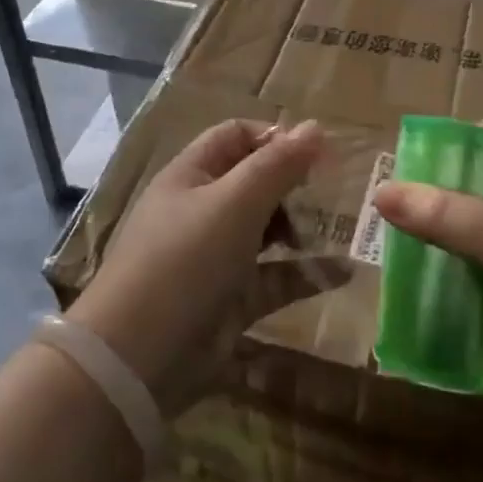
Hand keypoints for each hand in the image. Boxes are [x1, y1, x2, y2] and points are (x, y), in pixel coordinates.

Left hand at [68, 118, 342, 414]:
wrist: (139, 356)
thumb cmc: (185, 259)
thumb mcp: (234, 203)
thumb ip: (277, 165)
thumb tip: (315, 126)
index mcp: (192, 175)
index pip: (235, 137)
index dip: (274, 138)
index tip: (316, 154)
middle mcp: (202, 210)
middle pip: (254, 182)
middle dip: (292, 186)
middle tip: (330, 195)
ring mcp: (216, 256)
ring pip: (266, 231)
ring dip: (302, 229)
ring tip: (341, 230)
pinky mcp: (231, 299)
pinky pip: (274, 278)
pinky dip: (305, 274)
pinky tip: (344, 273)